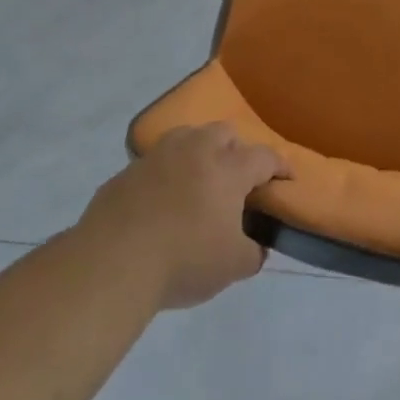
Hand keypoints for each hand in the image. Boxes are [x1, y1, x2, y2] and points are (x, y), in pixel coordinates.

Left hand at [82, 123, 289, 310]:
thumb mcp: (233, 266)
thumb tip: (255, 247)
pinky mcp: (125, 173)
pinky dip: (165, 175)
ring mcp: (156, 157)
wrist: (112, 263)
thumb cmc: (184, 260)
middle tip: (237, 177)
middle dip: (236, 149)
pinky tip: (160, 202)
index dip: (280, 166)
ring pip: (186, 137)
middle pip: (224, 133)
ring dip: (198, 152)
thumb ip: (252, 252)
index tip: (287, 177)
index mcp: (227, 169)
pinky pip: (154, 164)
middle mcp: (195, 151)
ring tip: (198, 180)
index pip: (264, 157)